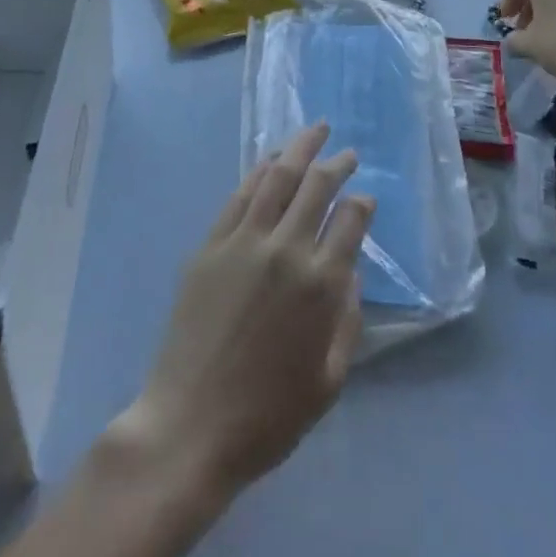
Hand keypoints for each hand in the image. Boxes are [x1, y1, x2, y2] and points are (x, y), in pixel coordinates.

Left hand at [112, 123, 372, 501]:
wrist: (190, 425)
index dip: (362, 204)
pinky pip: (241, 195)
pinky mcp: (211, 244)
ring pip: (278, 178)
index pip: (350, 221)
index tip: (365, 198)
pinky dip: (260, 171)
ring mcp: (244, 242)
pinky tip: (272, 161)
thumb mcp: (329, 380)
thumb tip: (351, 272)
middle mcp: (286, 250)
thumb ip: (348, 320)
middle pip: (317, 187)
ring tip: (316, 131)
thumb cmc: (268, 416)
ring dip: (300, 149)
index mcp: (321, 285)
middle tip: (349, 153)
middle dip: (338, 164)